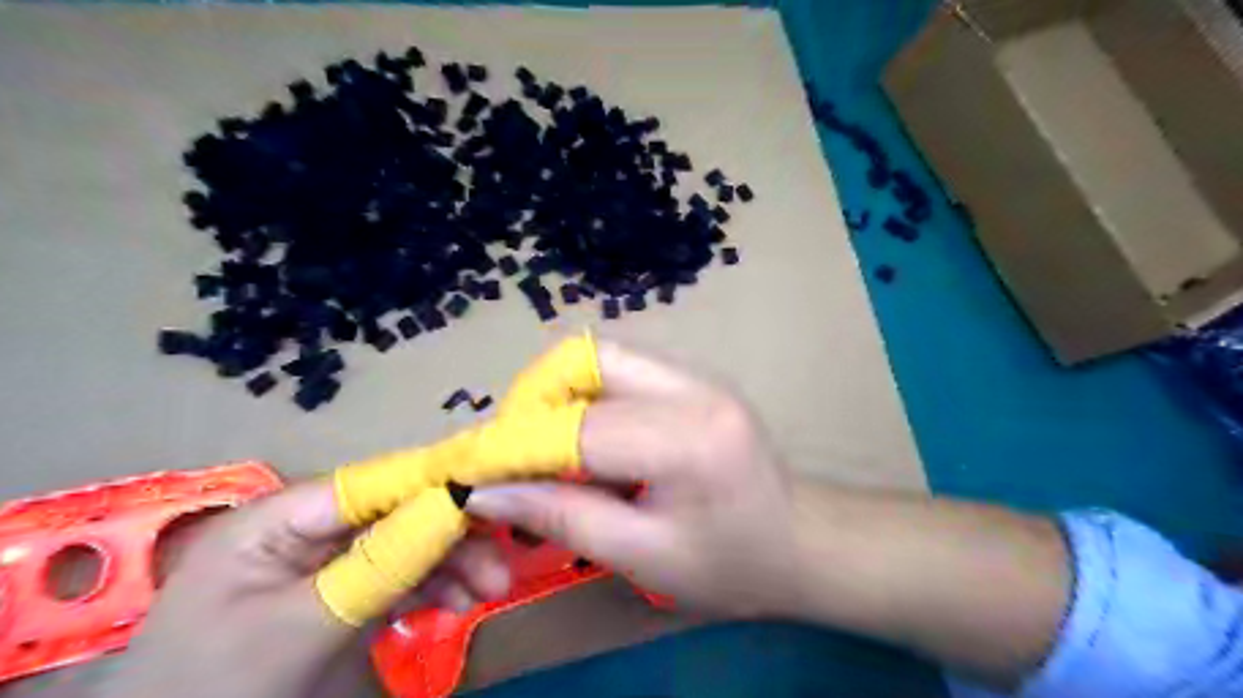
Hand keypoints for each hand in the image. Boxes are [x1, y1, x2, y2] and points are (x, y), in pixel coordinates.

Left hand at [102, 479, 510, 697]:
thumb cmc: (219, 686)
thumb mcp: (297, 627)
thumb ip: (375, 566)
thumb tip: (450, 507)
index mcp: (280, 519)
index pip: (371, 484)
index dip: (432, 481)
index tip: (494, 487)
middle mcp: (310, 531)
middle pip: (398, 515)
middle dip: (452, 535)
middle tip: (500, 562)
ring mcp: (330, 566)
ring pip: (408, 547)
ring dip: (454, 564)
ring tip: (491, 590)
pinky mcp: (345, 597)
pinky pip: (401, 580)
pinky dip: (435, 589)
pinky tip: (459, 604)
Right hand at [461, 342, 802, 617]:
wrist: (800, 542)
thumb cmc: (731, 565)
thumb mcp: (643, 557)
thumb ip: (562, 517)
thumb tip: (486, 494)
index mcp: (689, 440)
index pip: (579, 427)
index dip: (516, 446)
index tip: (473, 473)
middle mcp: (694, 387)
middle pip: (586, 362)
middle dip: (534, 405)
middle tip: (515, 457)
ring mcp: (696, 373)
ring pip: (599, 355)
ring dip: (558, 394)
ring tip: (546, 447)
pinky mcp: (692, 377)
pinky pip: (619, 368)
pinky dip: (586, 394)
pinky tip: (586, 437)